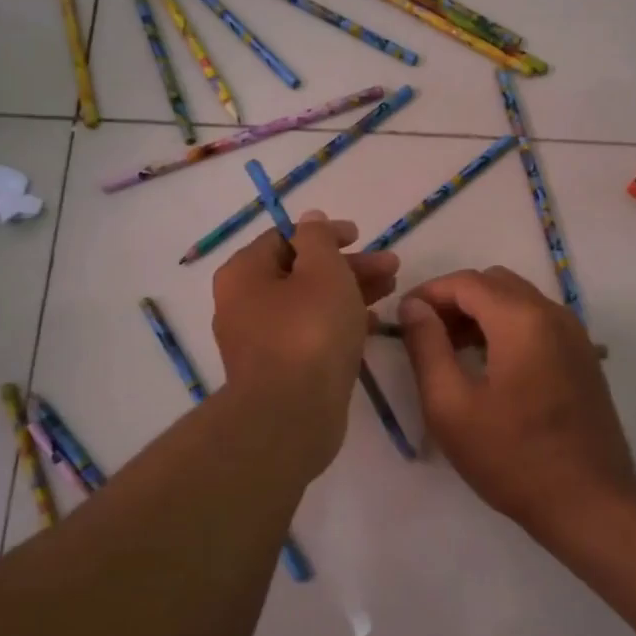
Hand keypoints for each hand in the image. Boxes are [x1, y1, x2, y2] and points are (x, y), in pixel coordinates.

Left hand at [212, 210, 398, 472]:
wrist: (291, 415)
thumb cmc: (308, 332)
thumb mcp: (322, 271)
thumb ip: (318, 239)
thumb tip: (311, 220)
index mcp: (245, 273)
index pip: (285, 238)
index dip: (326, 234)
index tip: (361, 236)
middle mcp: (244, 304)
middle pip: (302, 272)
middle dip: (348, 266)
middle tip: (391, 266)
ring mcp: (260, 341)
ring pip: (310, 304)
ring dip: (350, 292)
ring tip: (392, 289)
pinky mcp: (280, 370)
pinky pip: (311, 334)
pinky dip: (340, 323)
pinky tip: (371, 324)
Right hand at [397, 268, 635, 538]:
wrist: (588, 501)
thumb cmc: (511, 457)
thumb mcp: (451, 405)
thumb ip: (426, 347)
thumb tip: (413, 306)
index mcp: (522, 320)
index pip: (467, 282)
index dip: (429, 292)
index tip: (402, 317)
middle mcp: (553, 314)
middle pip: (495, 284)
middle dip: (455, 300)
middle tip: (426, 334)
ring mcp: (575, 335)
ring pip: (519, 301)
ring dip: (481, 314)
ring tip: (451, 351)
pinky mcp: (583, 357)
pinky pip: (538, 323)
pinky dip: (507, 328)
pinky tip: (488, 365)